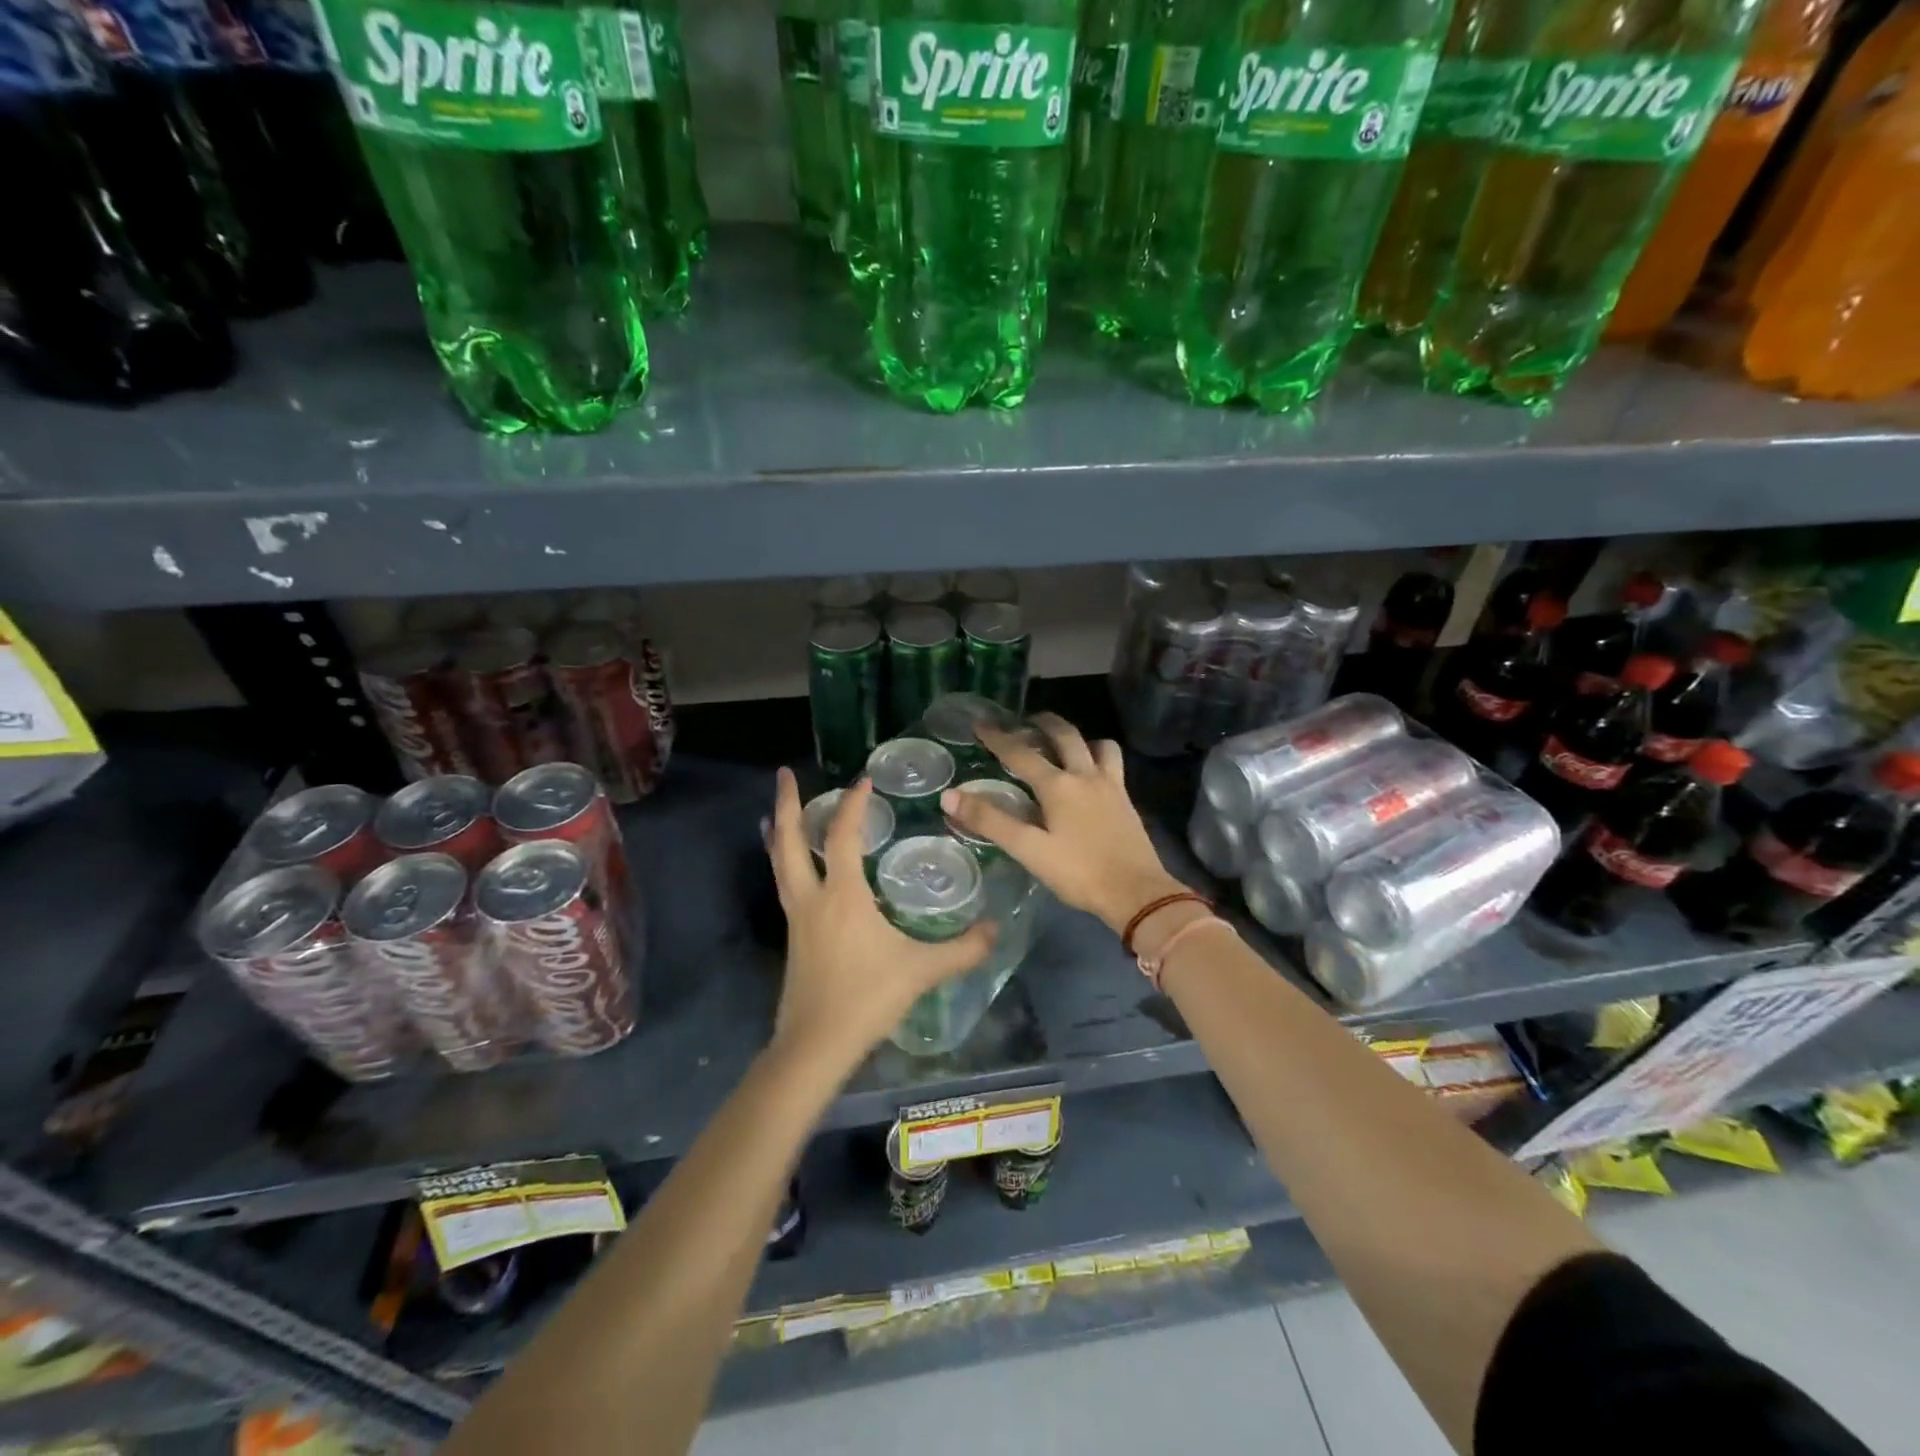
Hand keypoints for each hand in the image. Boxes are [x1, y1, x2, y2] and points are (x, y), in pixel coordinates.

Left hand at [767, 768, 995, 1071]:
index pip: (844, 836)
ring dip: (778, 833)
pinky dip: (782, 863)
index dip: (853, 804)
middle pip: (790, 840)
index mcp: (843, 896)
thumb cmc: (867, 999)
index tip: (864, 779)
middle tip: (784, 774)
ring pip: (779, 863)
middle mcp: (812, 898)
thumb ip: (962, 949)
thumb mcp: (921, 971)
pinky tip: (790, 869)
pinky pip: (784, 886)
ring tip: (772, 812)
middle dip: (787, 803)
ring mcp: (797, 918)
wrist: (815, 1046)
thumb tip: (996, 929)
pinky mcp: (792, 939)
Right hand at [943, 713, 1185, 934]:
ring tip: (1065, 744)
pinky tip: (1091, 775)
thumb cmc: (1079, 872)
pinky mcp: (1126, 800)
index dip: (998, 738)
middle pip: (1065, 735)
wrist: (1137, 893)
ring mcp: (1111, 785)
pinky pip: (1112, 764)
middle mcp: (1085, 775)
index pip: (1021, 754)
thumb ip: (990, 821)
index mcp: (1058, 785)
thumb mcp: (1029, 850)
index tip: (982, 724)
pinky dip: (1099, 756)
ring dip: (1078, 737)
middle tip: (1028, 720)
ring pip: (1097, 745)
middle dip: (1043, 723)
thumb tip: (950, 796)